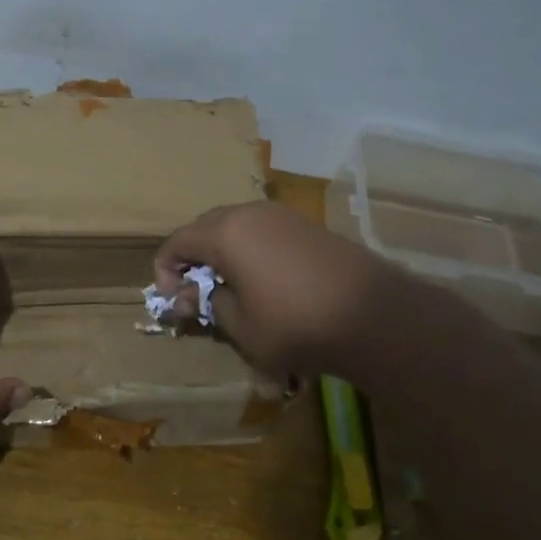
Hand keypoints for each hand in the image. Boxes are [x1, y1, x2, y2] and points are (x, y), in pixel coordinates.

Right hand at [153, 201, 415, 375]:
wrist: (375, 316)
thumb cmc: (296, 324)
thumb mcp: (241, 326)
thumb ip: (206, 304)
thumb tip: (188, 295)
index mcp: (225, 233)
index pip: (177, 242)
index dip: (165, 271)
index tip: (172, 301)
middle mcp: (250, 213)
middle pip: (204, 228)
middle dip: (193, 259)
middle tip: (196, 294)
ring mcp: (282, 215)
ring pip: (235, 226)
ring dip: (222, 253)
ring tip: (229, 288)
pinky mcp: (306, 226)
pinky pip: (263, 231)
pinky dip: (250, 250)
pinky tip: (263, 280)